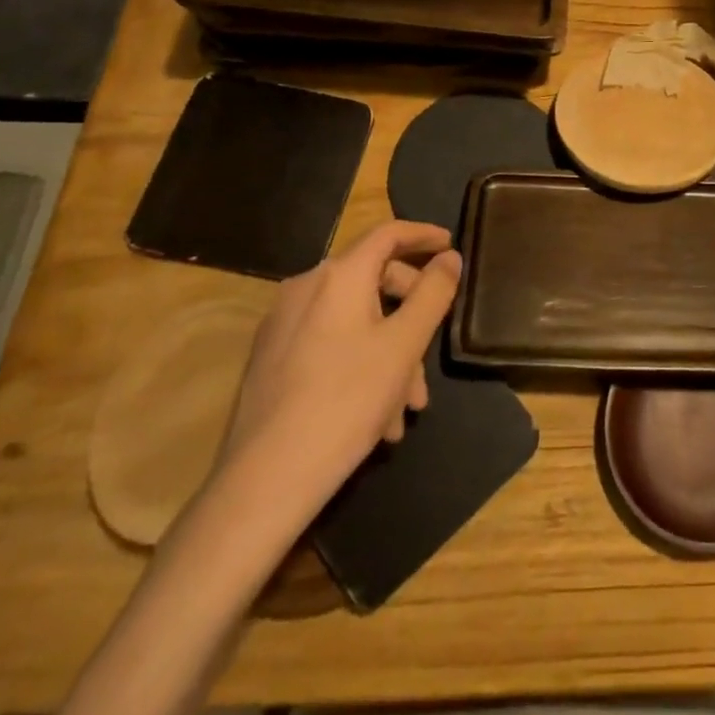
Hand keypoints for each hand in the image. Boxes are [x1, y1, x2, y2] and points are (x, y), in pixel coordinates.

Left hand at [213, 221, 461, 544]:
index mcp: (338, 276)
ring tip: (407, 408)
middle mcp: (305, 288)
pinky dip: (360, 364)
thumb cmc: (346, 402)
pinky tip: (376, 416)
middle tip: (432, 354)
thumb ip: (433, 294)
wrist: (264, 481)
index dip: (423, 235)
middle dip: (411, 315)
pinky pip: (330, 344)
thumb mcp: (404, 346)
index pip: (388, 234)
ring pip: (354, 321)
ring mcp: (283, 325)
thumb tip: (450, 258)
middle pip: (373, 280)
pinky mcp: (271, 360)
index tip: (451, 246)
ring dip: (389, 353)